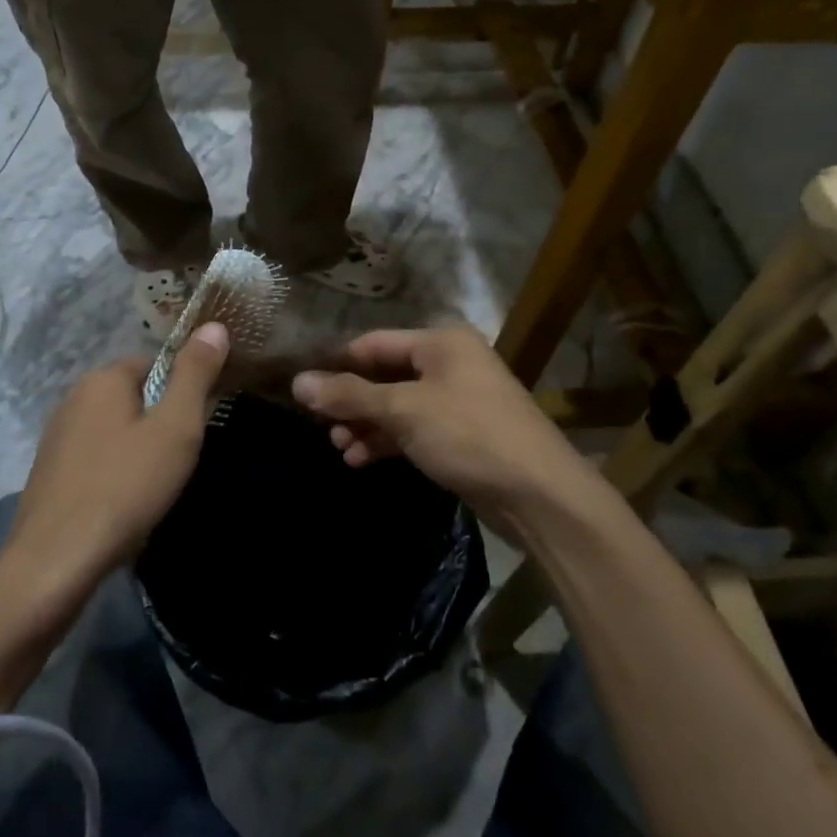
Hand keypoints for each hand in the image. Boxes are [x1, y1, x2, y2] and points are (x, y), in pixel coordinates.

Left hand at [4, 323, 229, 592]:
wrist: (55, 562)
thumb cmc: (125, 487)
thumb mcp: (176, 427)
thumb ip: (195, 374)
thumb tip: (214, 325)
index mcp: (103, 378)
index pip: (157, 364)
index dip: (184, 392)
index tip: (197, 427)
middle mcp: (73, 397)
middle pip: (135, 396)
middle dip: (161, 422)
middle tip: (179, 461)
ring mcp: (56, 436)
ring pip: (116, 429)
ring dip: (139, 450)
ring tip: (154, 487)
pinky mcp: (49, 472)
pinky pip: (96, 458)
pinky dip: (115, 472)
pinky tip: (123, 503)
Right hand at [291, 325, 581, 527]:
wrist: (539, 494)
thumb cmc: (468, 435)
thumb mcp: (404, 411)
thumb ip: (350, 395)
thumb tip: (297, 383)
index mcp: (440, 343)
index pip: (373, 344)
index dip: (336, 365)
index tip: (303, 389)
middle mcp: (449, 363)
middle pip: (384, 375)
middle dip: (351, 402)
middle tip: (321, 427)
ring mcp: (457, 400)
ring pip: (397, 405)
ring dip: (365, 425)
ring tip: (339, 449)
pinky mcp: (461, 434)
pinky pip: (413, 429)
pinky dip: (387, 441)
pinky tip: (360, 460)